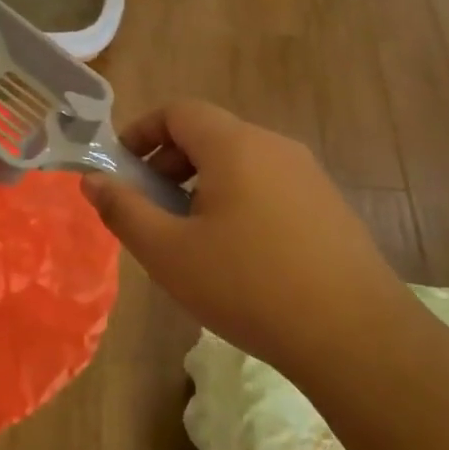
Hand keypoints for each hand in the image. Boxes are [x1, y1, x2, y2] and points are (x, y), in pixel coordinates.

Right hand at [81, 99, 415, 379]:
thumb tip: (92, 180)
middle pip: (209, 134)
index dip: (141, 131)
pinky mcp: (328, 207)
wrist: (356, 338)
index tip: (120, 168)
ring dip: (200, 184)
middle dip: (167, 161)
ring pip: (239, 162)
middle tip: (148, 207)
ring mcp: (308, 176)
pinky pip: (267, 185)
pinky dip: (235, 200)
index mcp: (235, 146)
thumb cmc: (248, 286)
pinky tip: (234, 254)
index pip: (179, 111)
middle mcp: (275, 147)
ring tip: (187, 235)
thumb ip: (123, 209)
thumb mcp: (168, 252)